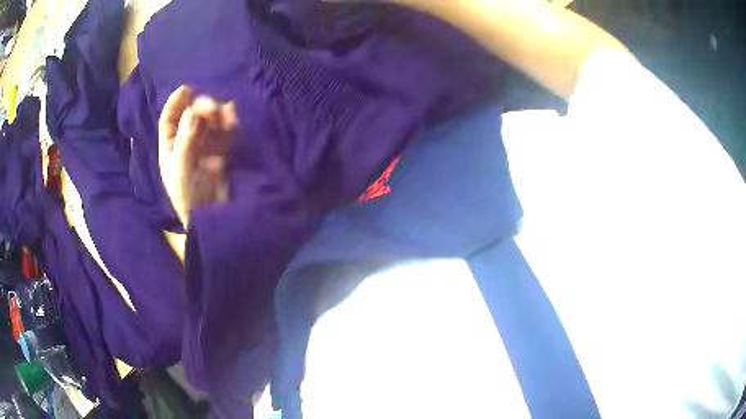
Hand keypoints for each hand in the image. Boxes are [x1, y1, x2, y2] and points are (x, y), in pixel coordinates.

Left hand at [158, 86, 237, 227]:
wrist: (213, 219)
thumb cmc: (189, 197)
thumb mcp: (181, 170)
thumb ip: (186, 140)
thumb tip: (192, 112)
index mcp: (170, 148)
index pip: (168, 120)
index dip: (175, 103)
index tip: (186, 89)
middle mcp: (186, 143)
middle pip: (192, 116)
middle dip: (201, 108)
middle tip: (212, 109)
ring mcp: (205, 146)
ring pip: (210, 121)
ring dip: (217, 114)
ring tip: (225, 114)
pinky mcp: (223, 151)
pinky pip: (225, 131)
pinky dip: (229, 123)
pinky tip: (232, 119)